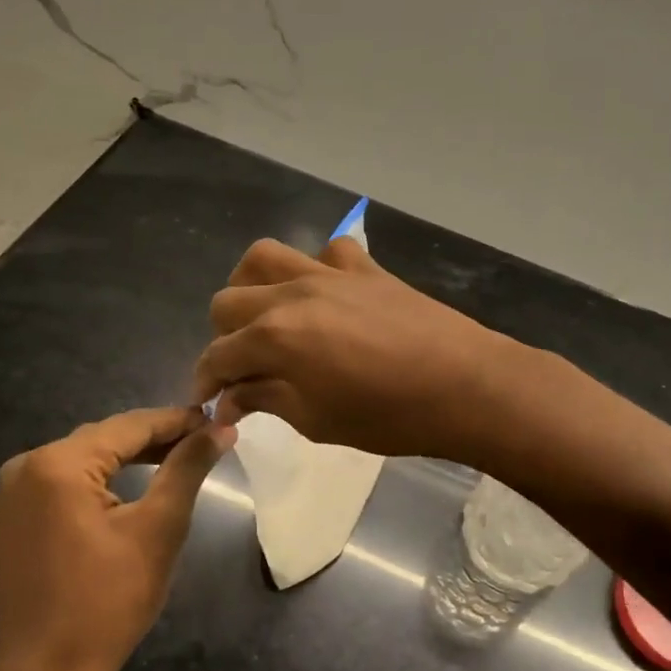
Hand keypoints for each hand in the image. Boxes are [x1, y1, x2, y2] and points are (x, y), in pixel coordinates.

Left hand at [0, 407, 232, 670]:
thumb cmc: (108, 602)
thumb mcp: (159, 528)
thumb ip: (188, 467)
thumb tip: (221, 427)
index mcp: (58, 463)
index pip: (130, 426)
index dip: (178, 421)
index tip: (217, 420)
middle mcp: (26, 467)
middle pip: (105, 439)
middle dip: (156, 439)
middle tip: (205, 441)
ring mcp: (12, 495)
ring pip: (85, 459)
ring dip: (131, 458)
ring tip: (178, 460)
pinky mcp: (12, 521)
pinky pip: (65, 484)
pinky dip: (102, 481)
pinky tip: (133, 488)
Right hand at [193, 237, 519, 460]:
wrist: (465, 385)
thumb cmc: (389, 416)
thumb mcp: (317, 421)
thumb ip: (267, 400)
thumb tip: (231, 398)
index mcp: (275, 336)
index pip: (218, 354)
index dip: (205, 381)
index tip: (208, 402)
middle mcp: (292, 294)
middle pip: (228, 300)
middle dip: (223, 336)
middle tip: (242, 366)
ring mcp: (330, 273)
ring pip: (266, 257)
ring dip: (252, 286)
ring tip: (265, 315)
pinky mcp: (367, 268)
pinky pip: (330, 250)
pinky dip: (318, 266)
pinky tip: (326, 293)